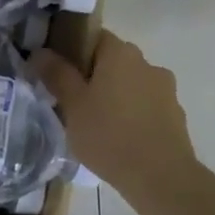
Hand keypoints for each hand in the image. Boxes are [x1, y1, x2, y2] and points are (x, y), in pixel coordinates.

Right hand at [29, 33, 201, 206]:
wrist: (159, 177)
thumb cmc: (108, 135)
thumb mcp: (72, 105)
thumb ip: (56, 74)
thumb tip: (40, 52)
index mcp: (120, 54)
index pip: (92, 37)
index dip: (71, 52)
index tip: (56, 74)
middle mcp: (147, 63)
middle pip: (111, 61)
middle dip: (91, 76)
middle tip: (70, 101)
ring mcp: (165, 89)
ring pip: (129, 84)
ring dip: (112, 96)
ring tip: (94, 124)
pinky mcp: (174, 114)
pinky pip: (143, 106)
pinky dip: (130, 114)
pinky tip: (117, 138)